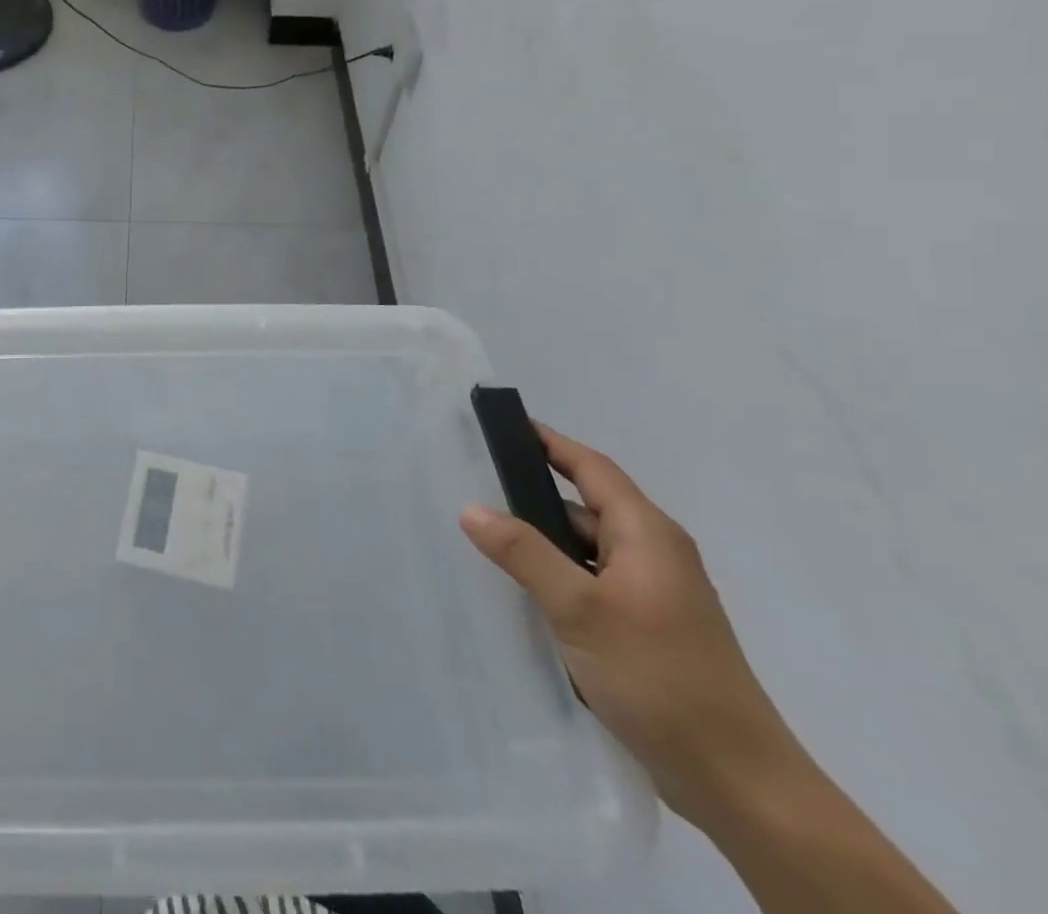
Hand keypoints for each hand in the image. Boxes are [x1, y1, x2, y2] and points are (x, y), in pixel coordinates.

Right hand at [459, 423, 805, 825]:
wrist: (739, 784)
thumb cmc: (660, 678)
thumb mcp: (580, 610)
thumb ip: (524, 553)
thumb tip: (470, 508)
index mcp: (648, 535)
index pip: (591, 468)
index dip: (549, 442)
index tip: (504, 425)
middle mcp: (654, 555)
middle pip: (585, 506)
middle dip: (533, 494)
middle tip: (474, 485)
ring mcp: (654, 595)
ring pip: (586, 549)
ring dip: (543, 542)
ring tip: (486, 539)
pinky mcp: (649, 630)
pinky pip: (592, 582)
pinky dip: (558, 576)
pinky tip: (524, 593)